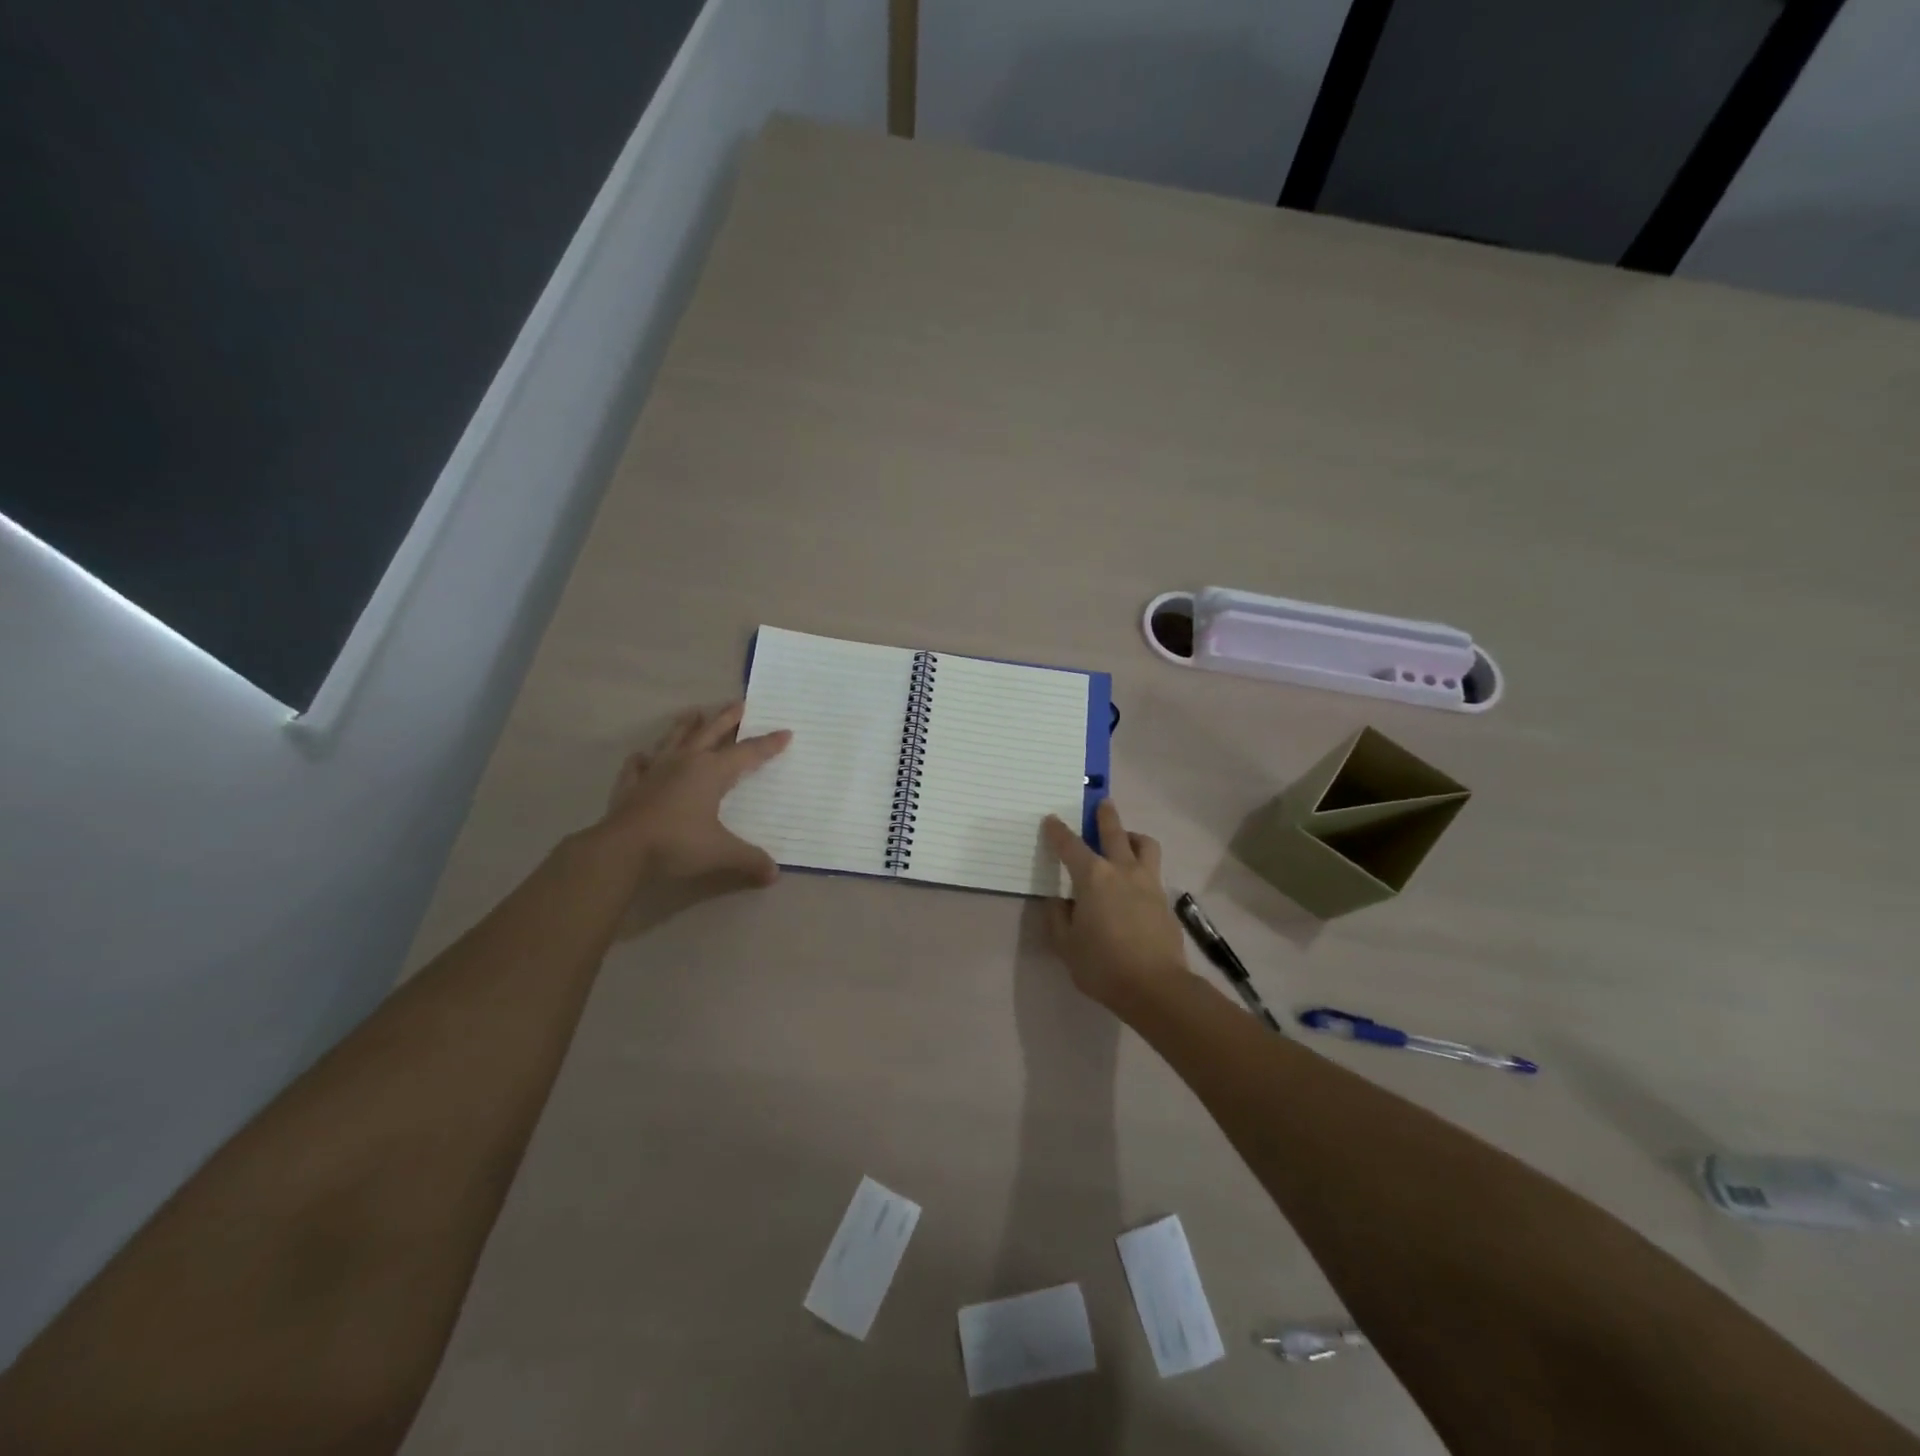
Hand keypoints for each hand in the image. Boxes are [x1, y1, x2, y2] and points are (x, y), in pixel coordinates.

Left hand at [593, 702, 789, 893]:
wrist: (622, 848)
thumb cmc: (678, 843)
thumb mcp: (722, 852)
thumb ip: (750, 859)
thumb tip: (775, 875)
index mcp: (712, 772)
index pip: (748, 753)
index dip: (768, 744)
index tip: (785, 732)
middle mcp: (685, 762)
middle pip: (710, 733)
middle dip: (727, 718)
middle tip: (739, 703)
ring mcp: (655, 771)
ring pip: (674, 740)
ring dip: (685, 726)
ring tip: (693, 712)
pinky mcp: (631, 785)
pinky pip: (638, 765)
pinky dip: (642, 759)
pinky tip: (642, 757)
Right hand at [1042, 800, 1191, 1011]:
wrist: (1155, 987)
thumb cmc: (1102, 965)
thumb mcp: (1065, 944)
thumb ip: (1058, 917)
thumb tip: (1060, 900)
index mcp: (1092, 877)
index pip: (1070, 845)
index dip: (1058, 831)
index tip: (1051, 820)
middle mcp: (1122, 870)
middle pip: (1114, 832)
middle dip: (1105, 815)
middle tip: (1102, 803)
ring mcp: (1148, 882)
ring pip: (1145, 845)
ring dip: (1133, 836)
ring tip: (1125, 839)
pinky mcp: (1164, 900)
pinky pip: (1153, 871)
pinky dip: (1143, 866)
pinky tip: (1136, 882)